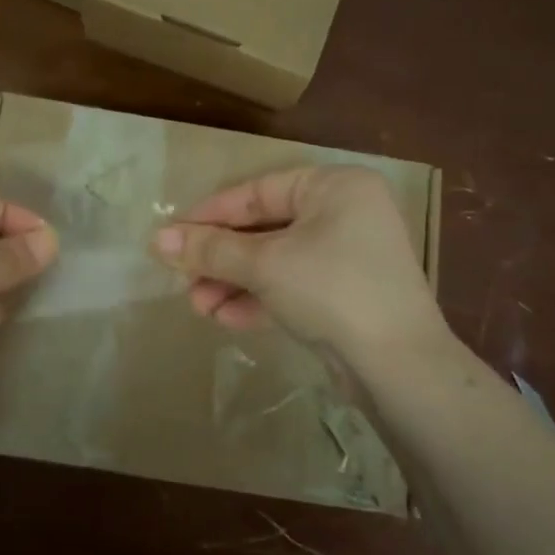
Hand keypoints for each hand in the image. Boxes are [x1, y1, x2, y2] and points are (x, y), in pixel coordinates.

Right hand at [152, 166, 446, 363]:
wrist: (398, 367)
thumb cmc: (331, 289)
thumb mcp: (264, 264)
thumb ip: (210, 249)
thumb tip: (156, 240)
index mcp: (335, 187)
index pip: (258, 192)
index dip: (210, 215)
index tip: (170, 237)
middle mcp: (345, 213)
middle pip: (264, 228)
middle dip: (220, 259)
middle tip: (182, 279)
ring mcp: (348, 256)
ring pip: (275, 261)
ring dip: (233, 283)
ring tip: (198, 307)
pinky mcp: (346, 295)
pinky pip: (293, 286)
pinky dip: (260, 299)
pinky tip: (226, 319)